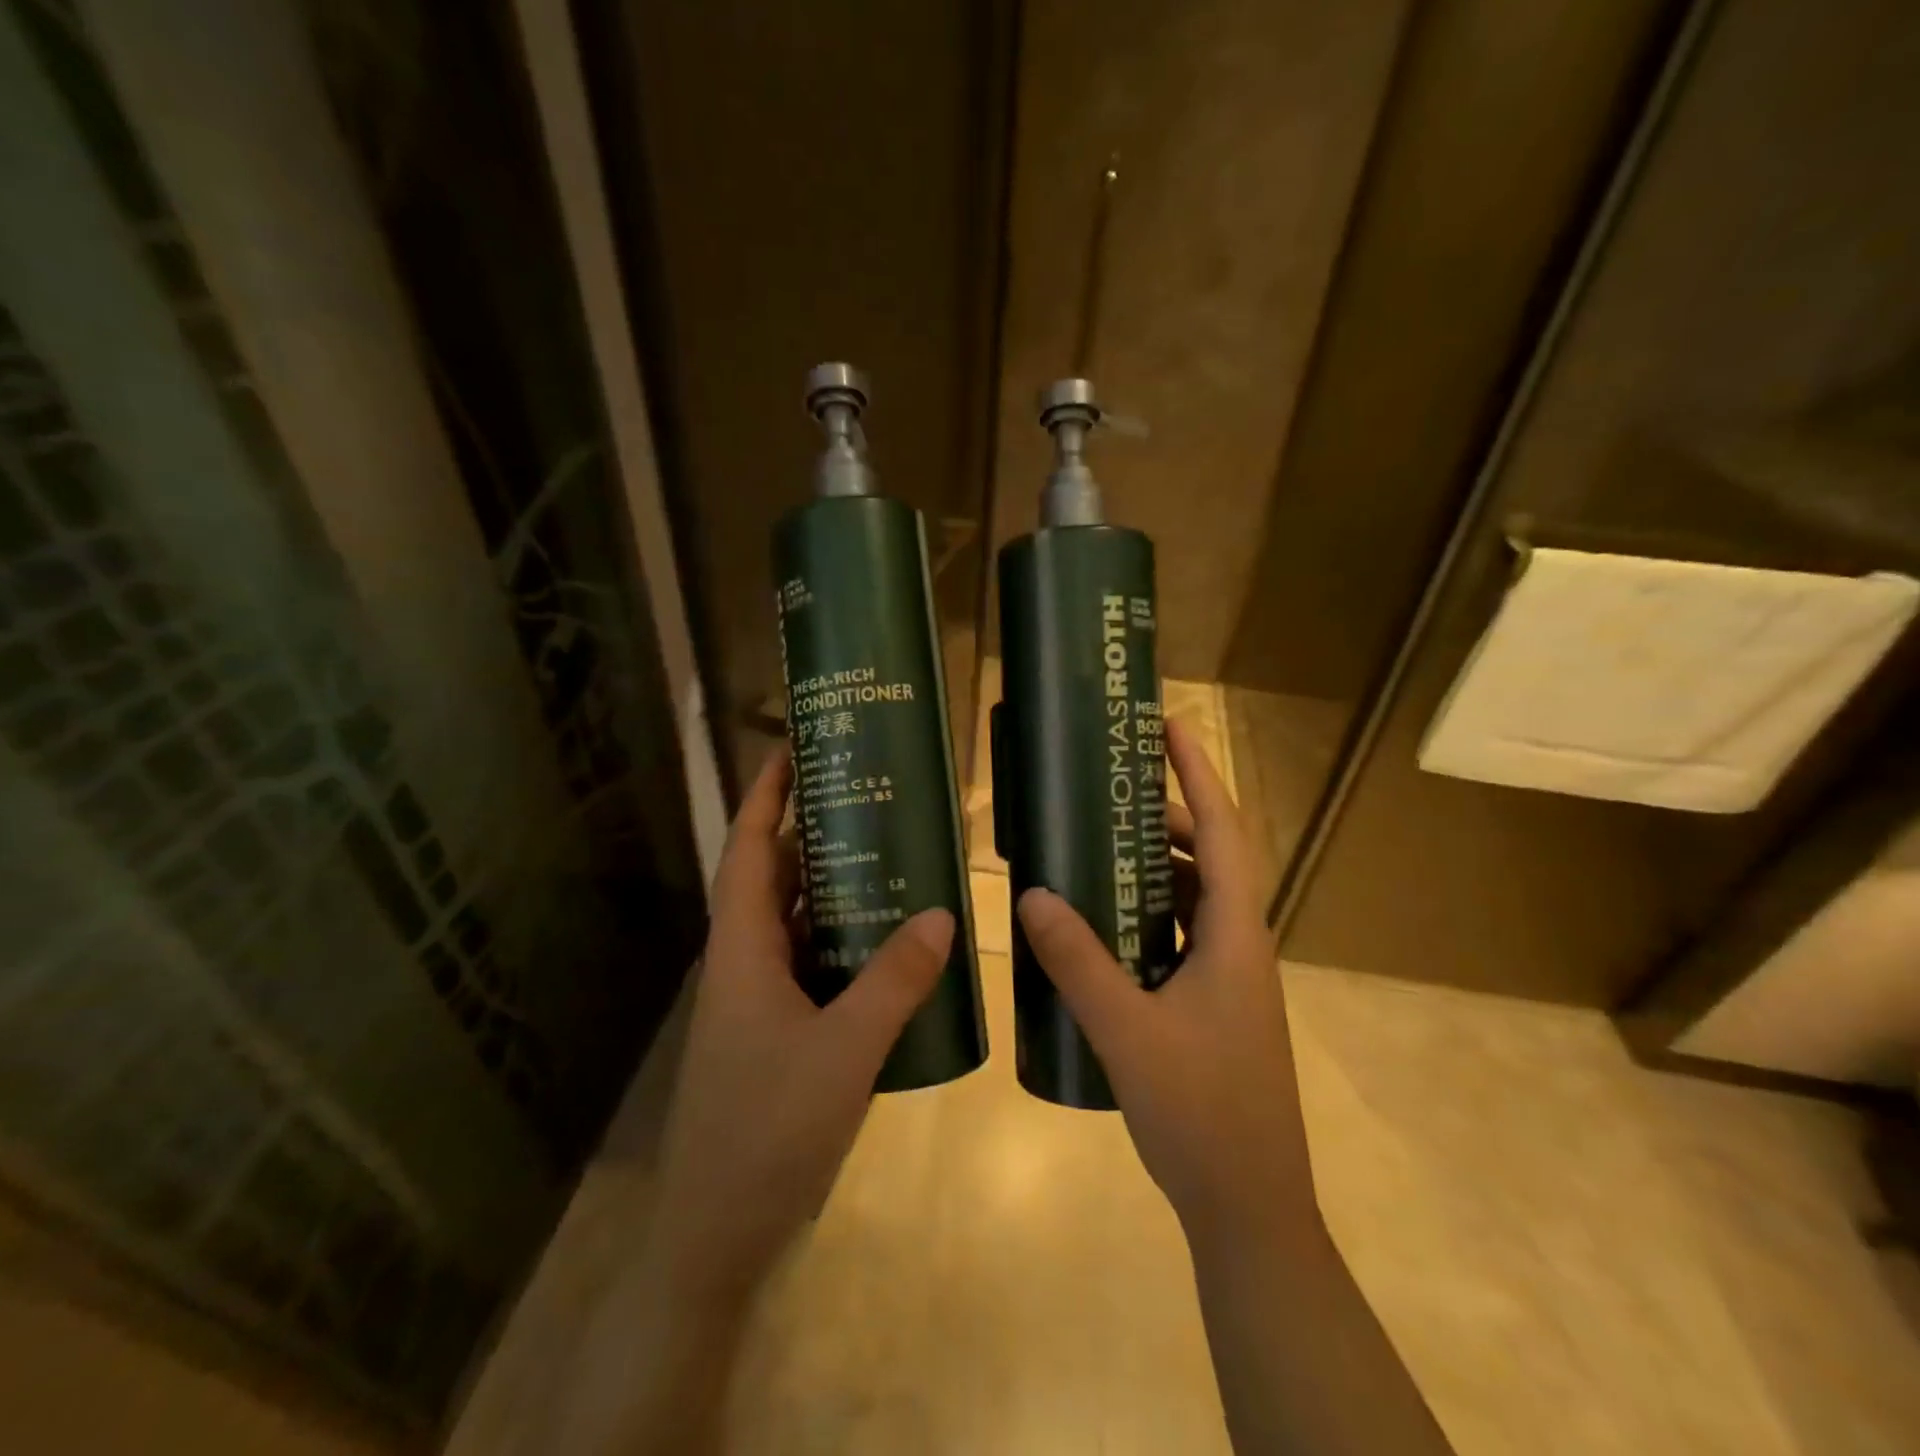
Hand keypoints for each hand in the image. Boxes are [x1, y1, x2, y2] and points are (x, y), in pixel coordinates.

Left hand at [644, 743, 953, 1306]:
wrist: (715, 1237)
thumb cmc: (767, 1132)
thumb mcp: (843, 1051)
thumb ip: (894, 981)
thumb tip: (942, 913)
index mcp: (742, 950)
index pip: (751, 849)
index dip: (767, 795)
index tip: (794, 747)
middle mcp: (744, 963)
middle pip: (774, 877)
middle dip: (812, 831)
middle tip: (867, 795)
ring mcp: (758, 1000)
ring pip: (795, 922)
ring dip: (832, 886)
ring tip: (888, 852)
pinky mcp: (776, 1032)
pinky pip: (812, 964)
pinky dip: (844, 941)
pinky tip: (889, 941)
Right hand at [1016, 719, 1318, 1249]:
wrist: (1249, 1208)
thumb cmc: (1201, 1113)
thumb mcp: (1126, 1031)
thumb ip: (1078, 961)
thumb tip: (1031, 894)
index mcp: (1235, 937)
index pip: (1223, 833)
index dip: (1199, 774)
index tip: (1170, 727)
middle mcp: (1239, 946)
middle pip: (1208, 858)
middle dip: (1164, 817)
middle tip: (1107, 795)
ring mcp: (1229, 978)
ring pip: (1193, 900)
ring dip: (1153, 867)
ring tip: (1096, 849)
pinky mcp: (1212, 1006)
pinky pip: (1179, 937)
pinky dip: (1146, 915)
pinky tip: (1101, 926)